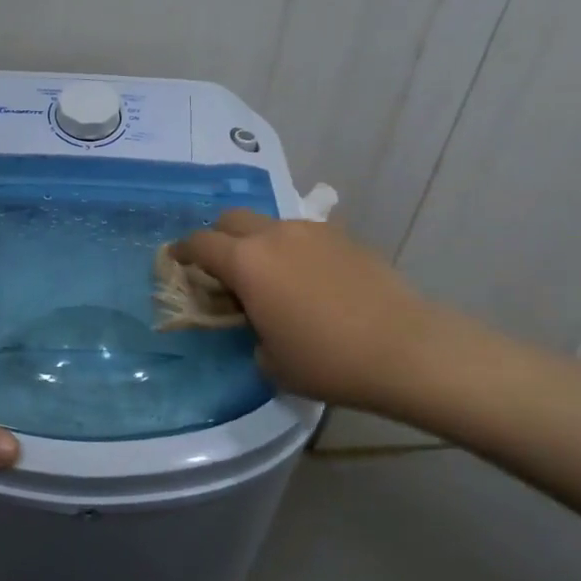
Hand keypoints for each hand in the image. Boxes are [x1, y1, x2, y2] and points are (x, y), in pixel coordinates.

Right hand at [171, 209, 441, 412]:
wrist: (404, 348)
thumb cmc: (327, 360)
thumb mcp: (270, 361)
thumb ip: (249, 333)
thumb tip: (255, 323)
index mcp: (247, 262)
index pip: (200, 244)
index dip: (182, 252)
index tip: (176, 261)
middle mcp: (274, 235)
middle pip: (231, 219)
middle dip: (218, 237)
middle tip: (221, 268)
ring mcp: (312, 231)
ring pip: (269, 223)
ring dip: (257, 242)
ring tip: (269, 276)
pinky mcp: (343, 237)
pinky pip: (303, 235)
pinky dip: (292, 249)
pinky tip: (308, 279)